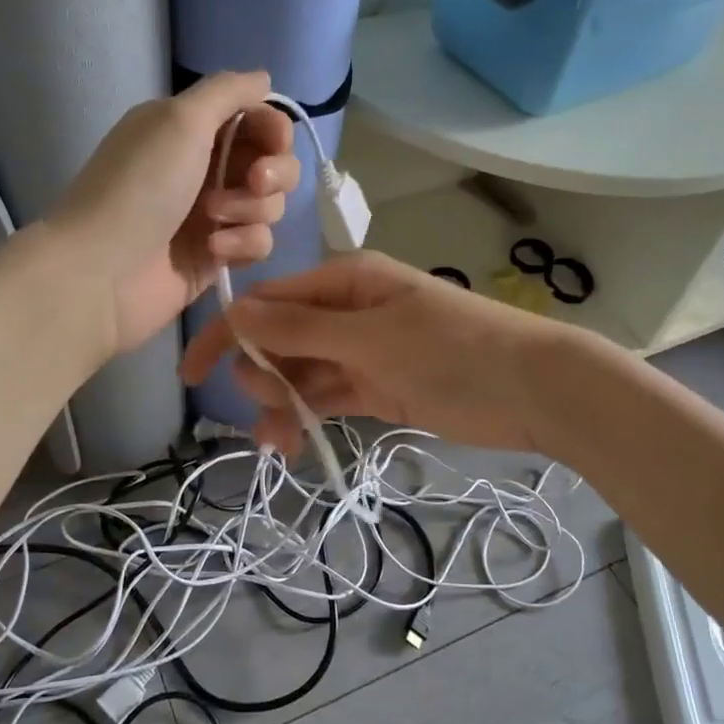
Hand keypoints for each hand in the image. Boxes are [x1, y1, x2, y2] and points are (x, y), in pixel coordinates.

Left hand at [50, 72, 300, 354]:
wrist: (103, 270)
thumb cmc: (140, 186)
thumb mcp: (180, 119)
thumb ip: (228, 91)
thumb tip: (264, 78)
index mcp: (193, 130)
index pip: (258, 120)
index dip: (274, 129)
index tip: (272, 142)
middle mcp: (206, 168)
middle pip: (274, 163)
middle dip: (273, 173)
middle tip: (251, 182)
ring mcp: (214, 215)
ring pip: (271, 205)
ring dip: (251, 209)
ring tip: (211, 220)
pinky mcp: (218, 256)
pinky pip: (259, 243)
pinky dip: (243, 244)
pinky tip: (213, 251)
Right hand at [180, 251, 566, 455]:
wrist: (531, 389)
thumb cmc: (452, 349)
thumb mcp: (372, 335)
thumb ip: (302, 328)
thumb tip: (238, 312)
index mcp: (346, 281)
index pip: (271, 301)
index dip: (230, 333)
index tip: (192, 372)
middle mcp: (349, 311)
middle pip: (282, 339)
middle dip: (262, 372)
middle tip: (268, 403)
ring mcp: (363, 352)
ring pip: (303, 374)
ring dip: (282, 403)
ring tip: (277, 441)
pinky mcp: (379, 388)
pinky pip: (329, 397)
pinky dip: (309, 417)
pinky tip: (294, 443)